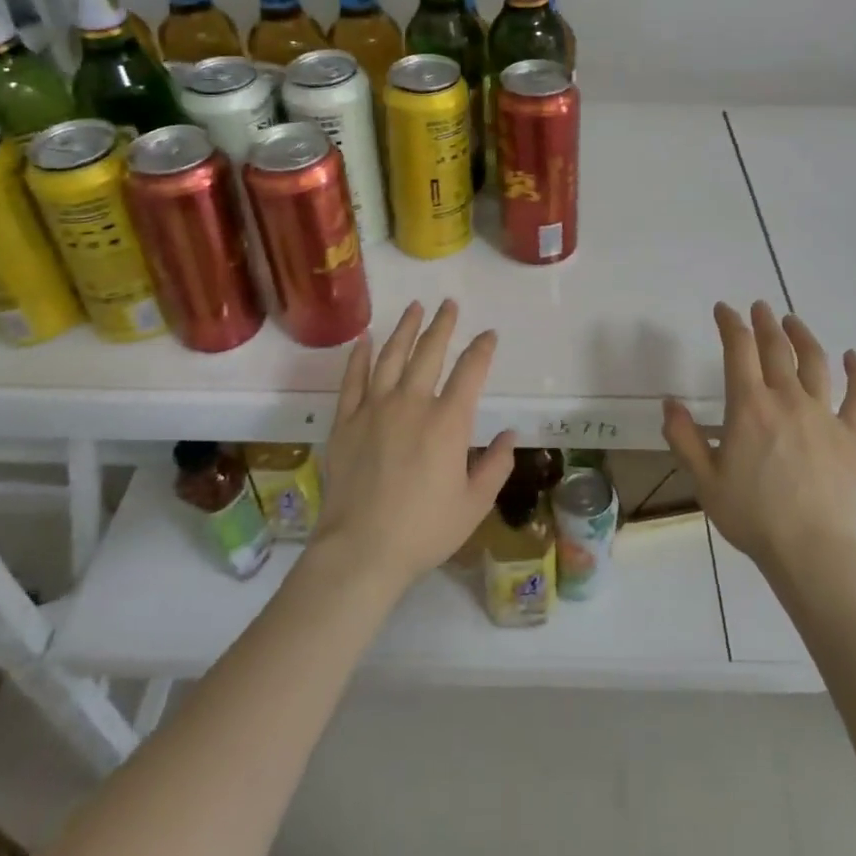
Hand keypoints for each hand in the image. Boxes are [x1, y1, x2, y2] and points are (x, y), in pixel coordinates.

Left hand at [308, 300, 516, 594]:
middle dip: (442, 325)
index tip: (489, 335)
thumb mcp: (474, 505)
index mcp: (448, 422)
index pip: (470, 372)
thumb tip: (509, 435)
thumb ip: (496, 466)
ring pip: (392, 356)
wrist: (361, 550)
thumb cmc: (424, 531)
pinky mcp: (346, 421)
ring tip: (414, 307)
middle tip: (449, 304)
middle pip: (429, 352)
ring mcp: (375, 409)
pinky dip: (360, 356)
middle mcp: (412, 404)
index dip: (482, 349)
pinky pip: (353, 379)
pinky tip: (365, 339)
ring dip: (405, 329)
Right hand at [662, 300, 855, 575]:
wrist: (812, 553)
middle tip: (759, 307)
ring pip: (815, 362)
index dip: (730, 323)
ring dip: (802, 336)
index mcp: (749, 406)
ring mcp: (823, 415)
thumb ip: (683, 438)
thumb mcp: (704, 480)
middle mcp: (787, 399)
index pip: (739, 349)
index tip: (723, 309)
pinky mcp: (850, 436)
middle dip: (764, 323)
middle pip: (776, 348)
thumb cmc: (753, 516)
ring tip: (792, 321)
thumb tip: (669, 403)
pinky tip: (853, 358)